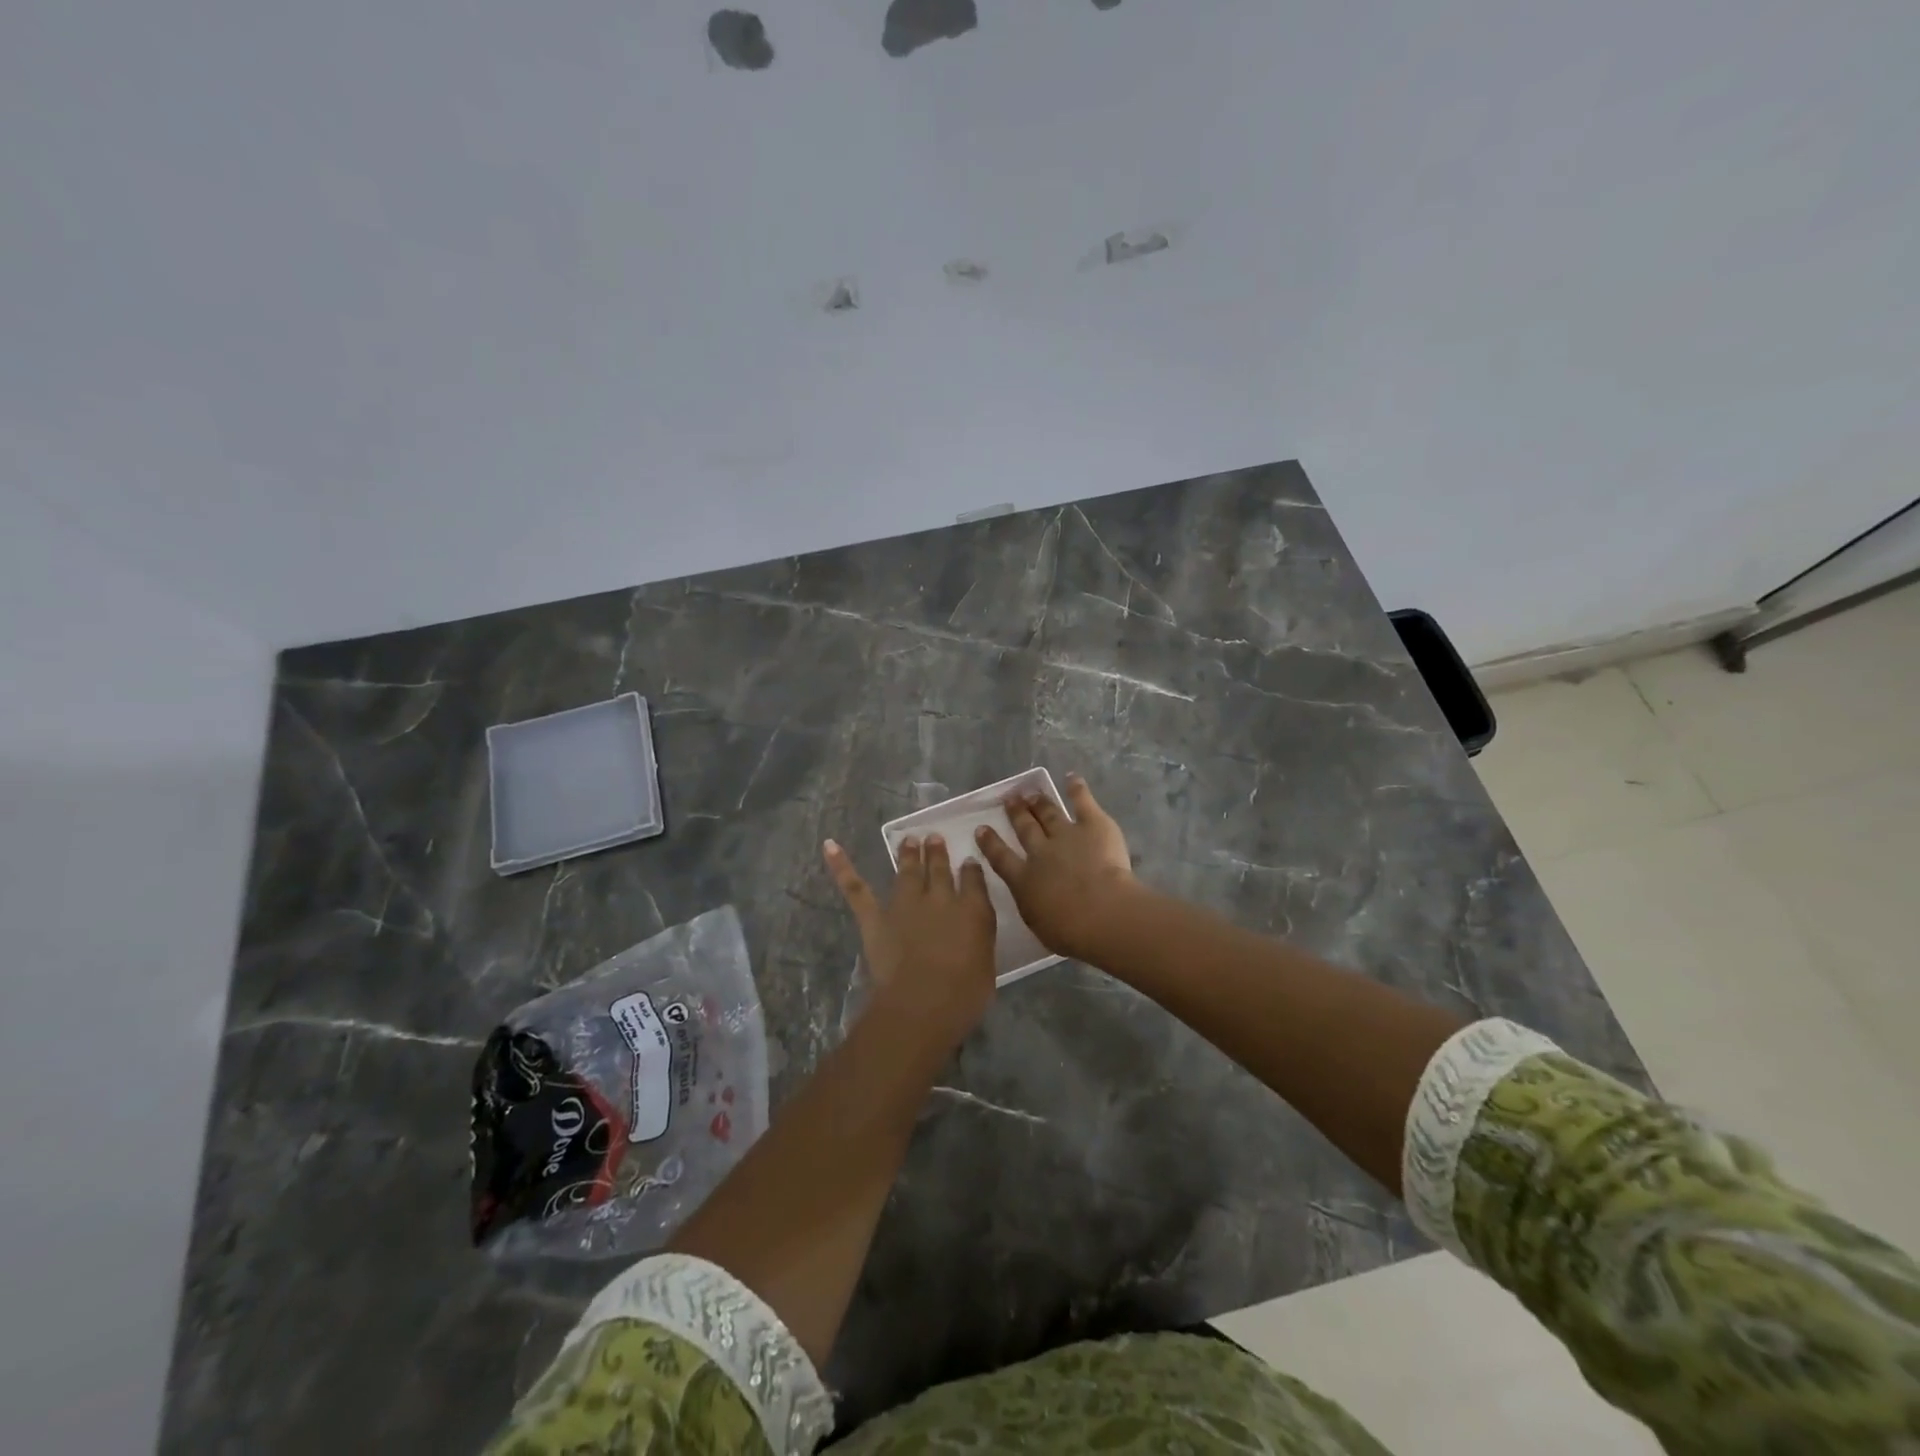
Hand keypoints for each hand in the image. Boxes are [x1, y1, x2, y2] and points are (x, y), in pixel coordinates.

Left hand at [822, 834, 998, 1038]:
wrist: (922, 1002)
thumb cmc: (964, 995)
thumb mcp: (987, 967)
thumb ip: (980, 944)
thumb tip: (973, 935)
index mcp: (972, 911)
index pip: (973, 880)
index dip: (971, 870)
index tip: (968, 861)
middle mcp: (940, 899)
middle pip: (939, 869)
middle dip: (937, 853)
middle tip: (934, 838)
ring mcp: (905, 905)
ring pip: (907, 871)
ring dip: (908, 854)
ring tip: (909, 840)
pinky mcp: (875, 917)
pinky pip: (857, 889)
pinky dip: (842, 866)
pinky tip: (830, 846)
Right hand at [974, 774, 1140, 962]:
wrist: (1101, 913)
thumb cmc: (1069, 931)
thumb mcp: (1038, 924)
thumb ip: (1033, 907)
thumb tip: (1033, 900)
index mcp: (1023, 880)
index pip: (1001, 858)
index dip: (990, 843)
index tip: (982, 829)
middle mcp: (1040, 852)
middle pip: (1025, 828)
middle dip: (1016, 813)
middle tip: (1010, 799)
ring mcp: (1066, 834)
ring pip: (1048, 813)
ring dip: (1039, 802)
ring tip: (1031, 792)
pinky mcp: (1092, 825)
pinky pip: (1082, 802)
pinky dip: (1077, 789)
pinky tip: (1071, 778)